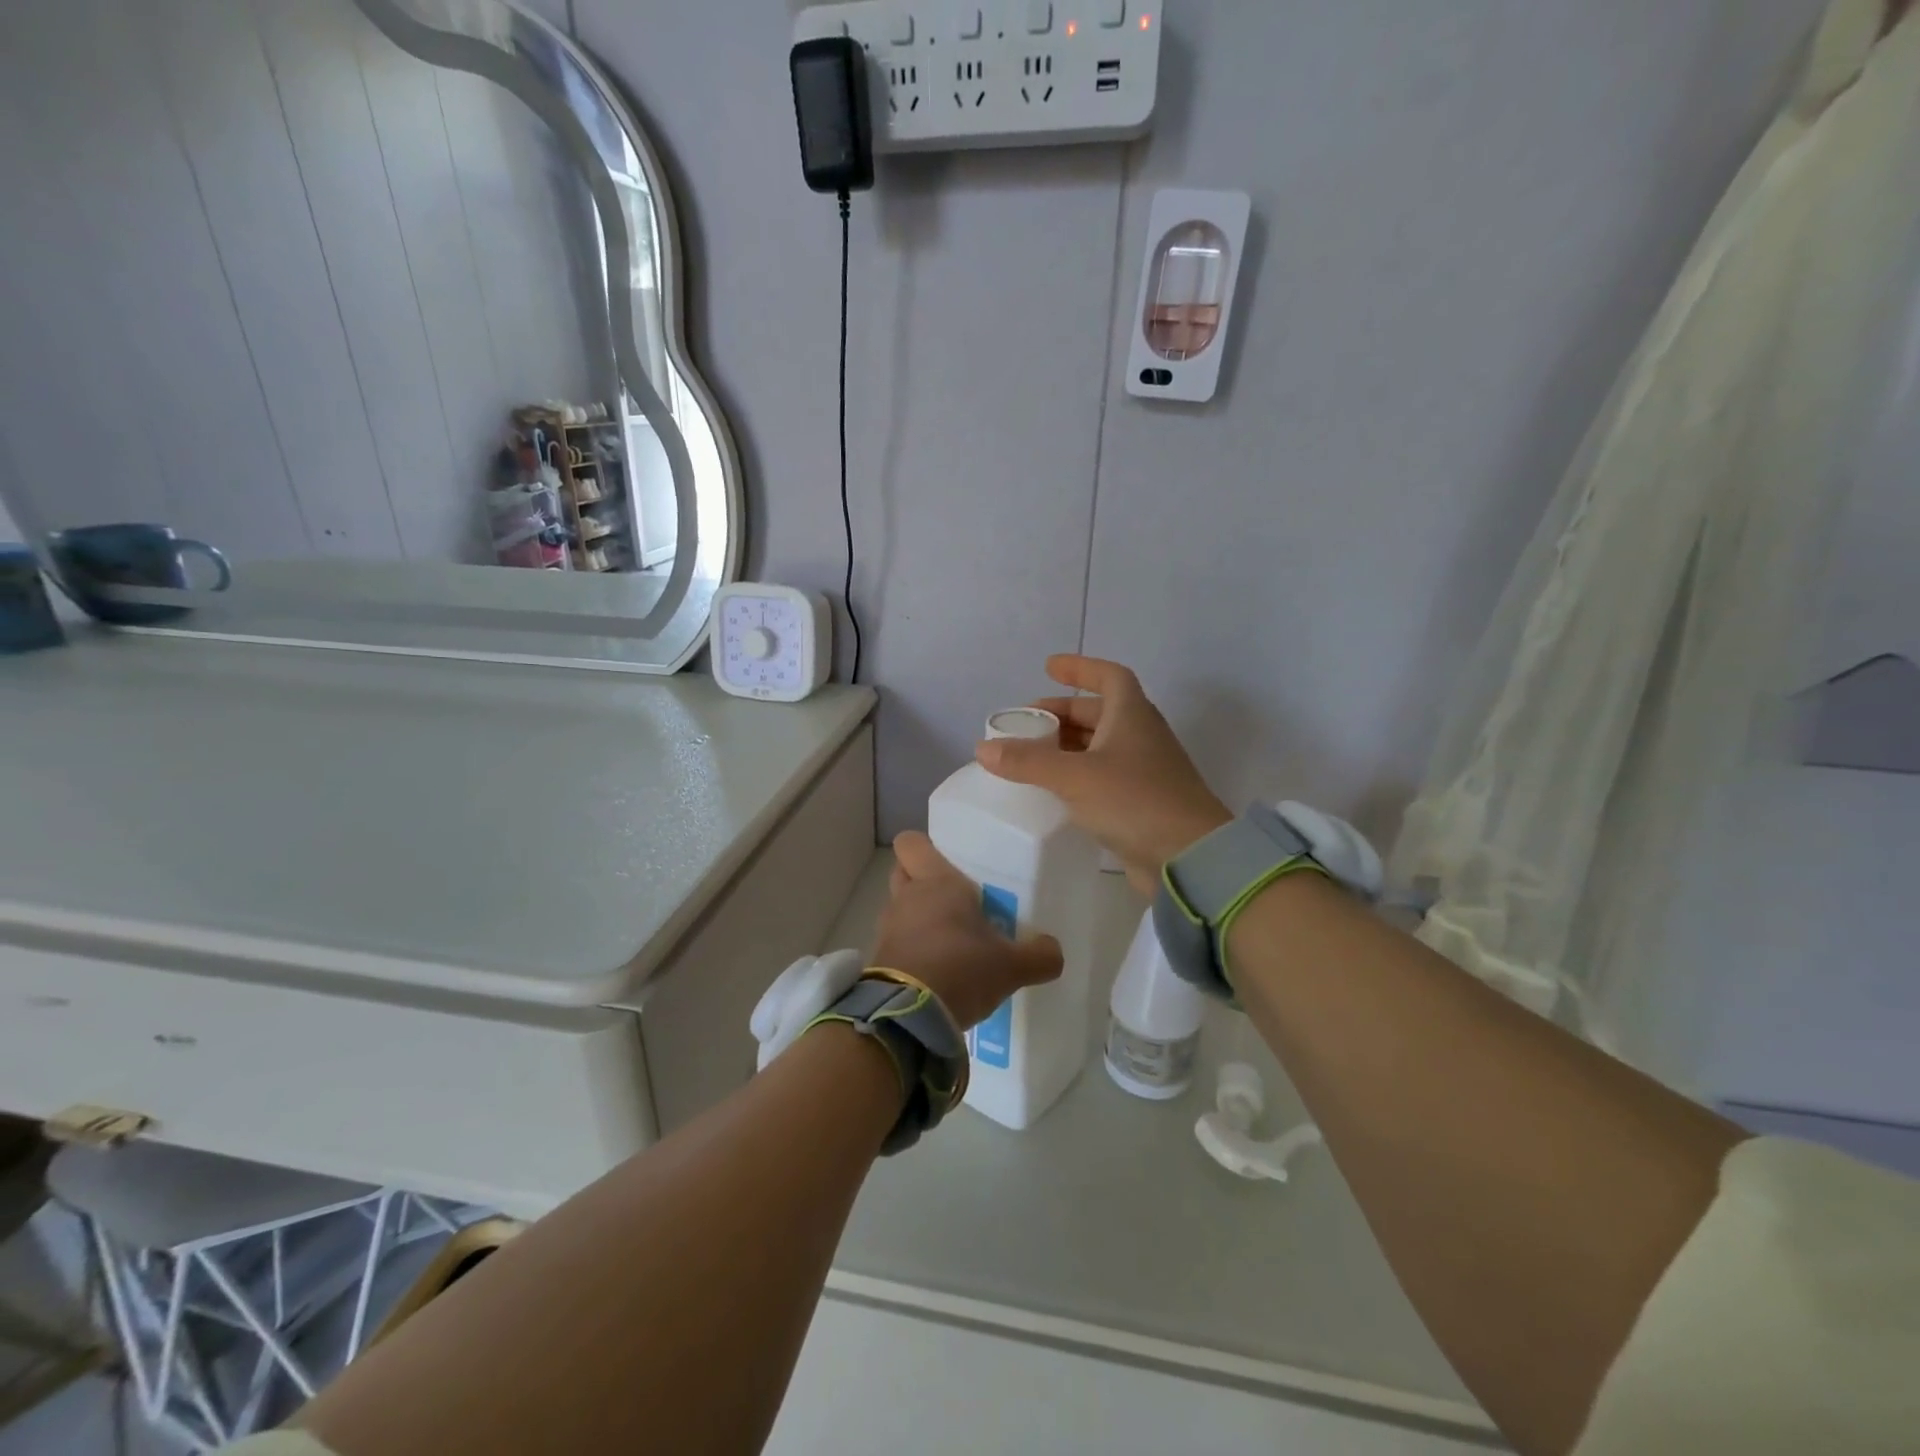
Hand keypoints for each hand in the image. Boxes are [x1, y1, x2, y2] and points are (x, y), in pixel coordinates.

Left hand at [873, 832, 1062, 1030]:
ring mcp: (889, 928)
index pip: (911, 842)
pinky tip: (938, 969)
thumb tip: (1054, 951)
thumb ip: (1039, 955)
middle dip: (922, 881)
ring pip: (900, 909)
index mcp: (936, 881)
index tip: (948, 861)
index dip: (925, 848)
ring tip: (951, 940)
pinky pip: (898, 942)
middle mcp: (907, 897)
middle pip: (903, 872)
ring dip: (918, 918)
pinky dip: (913, 950)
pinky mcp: (880, 959)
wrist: (908, 1017)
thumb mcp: (1011, 966)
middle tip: (955, 899)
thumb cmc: (961, 969)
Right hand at [976, 655, 1230, 895]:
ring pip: (1100, 746)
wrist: (1189, 858)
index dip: (1079, 668)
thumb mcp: (1074, 777)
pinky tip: (1053, 790)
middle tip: (1025, 723)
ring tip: (1031, 755)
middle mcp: (1140, 736)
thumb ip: (1027, 762)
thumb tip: (983, 748)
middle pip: (1099, 712)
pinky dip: (1077, 775)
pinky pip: (1103, 777)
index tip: (1049, 667)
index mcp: (1131, 715)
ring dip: (1067, 746)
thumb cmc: (1134, 801)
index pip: (1109, 676)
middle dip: (1061, 713)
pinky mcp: (1141, 802)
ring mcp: (1143, 770)